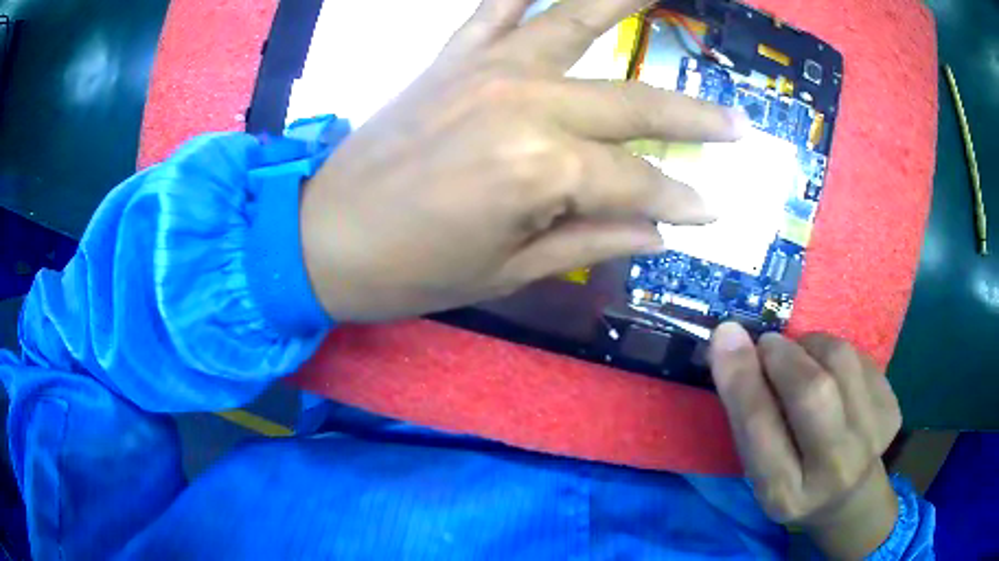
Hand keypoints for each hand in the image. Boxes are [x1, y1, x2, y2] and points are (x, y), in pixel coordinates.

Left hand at [301, 0, 745, 321]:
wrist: (322, 237)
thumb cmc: (411, 271)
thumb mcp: (508, 272)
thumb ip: (594, 241)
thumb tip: (660, 231)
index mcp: (541, 170)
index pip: (637, 184)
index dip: (679, 201)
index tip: (712, 210)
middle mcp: (526, 102)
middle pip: (632, 104)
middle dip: (693, 118)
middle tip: (737, 125)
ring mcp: (487, 68)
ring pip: (576, 21)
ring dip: (626, 2)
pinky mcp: (452, 58)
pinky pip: (495, 7)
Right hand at [709, 324, 901, 559]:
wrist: (849, 497)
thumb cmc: (793, 481)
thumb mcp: (759, 467)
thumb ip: (748, 414)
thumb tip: (729, 341)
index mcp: (785, 494)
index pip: (760, 429)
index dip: (742, 378)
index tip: (726, 334)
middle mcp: (833, 471)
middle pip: (813, 391)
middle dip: (784, 355)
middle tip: (769, 345)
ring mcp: (871, 439)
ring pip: (842, 361)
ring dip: (812, 346)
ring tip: (802, 359)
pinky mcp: (892, 411)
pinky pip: (861, 358)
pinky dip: (837, 355)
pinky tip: (833, 376)